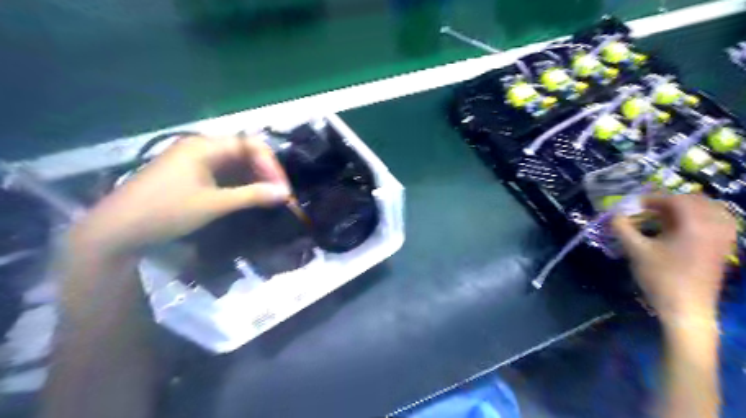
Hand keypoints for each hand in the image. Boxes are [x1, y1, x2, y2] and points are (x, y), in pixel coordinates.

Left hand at [68, 133, 288, 256]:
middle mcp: (201, 147)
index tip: (282, 188)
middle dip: (264, 172)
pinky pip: (223, 174)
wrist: (117, 230)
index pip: (250, 145)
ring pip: (235, 164)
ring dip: (253, 179)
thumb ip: (252, 196)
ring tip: (267, 199)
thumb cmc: (166, 211)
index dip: (271, 165)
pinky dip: (239, 184)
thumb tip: (285, 194)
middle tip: (277, 195)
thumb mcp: (214, 204)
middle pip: (244, 152)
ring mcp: (194, 161)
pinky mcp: (190, 175)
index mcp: (205, 146)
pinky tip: (247, 198)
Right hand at [612, 195, 739, 325]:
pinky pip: (717, 223)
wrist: (686, 308)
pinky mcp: (722, 249)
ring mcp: (721, 239)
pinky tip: (682, 227)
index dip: (652, 199)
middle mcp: (713, 227)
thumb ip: (623, 229)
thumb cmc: (660, 277)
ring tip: (665, 215)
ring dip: (687, 208)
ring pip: (711, 210)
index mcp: (694, 225)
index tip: (633, 205)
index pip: (676, 200)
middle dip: (669, 201)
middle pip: (696, 201)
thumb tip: (613, 214)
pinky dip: (700, 219)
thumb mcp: (636, 251)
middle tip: (648, 209)